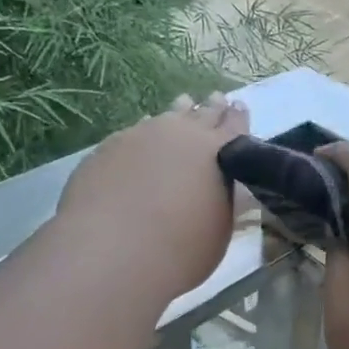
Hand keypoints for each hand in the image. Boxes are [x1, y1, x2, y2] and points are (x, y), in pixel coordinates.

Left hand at [58, 93, 247, 309]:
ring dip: (178, 112)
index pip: (234, 127)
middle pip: (201, 115)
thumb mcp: (220, 228)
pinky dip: (145, 131)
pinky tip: (143, 134)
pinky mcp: (109, 147)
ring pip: (166, 117)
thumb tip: (228, 186)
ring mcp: (141, 136)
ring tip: (184, 103)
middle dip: (211, 108)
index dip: (238, 118)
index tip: (240, 107)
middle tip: (216, 99)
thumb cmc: (181, 248)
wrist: (114, 249)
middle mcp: (182, 134)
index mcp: (217, 152)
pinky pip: (135, 131)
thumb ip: (224, 199)